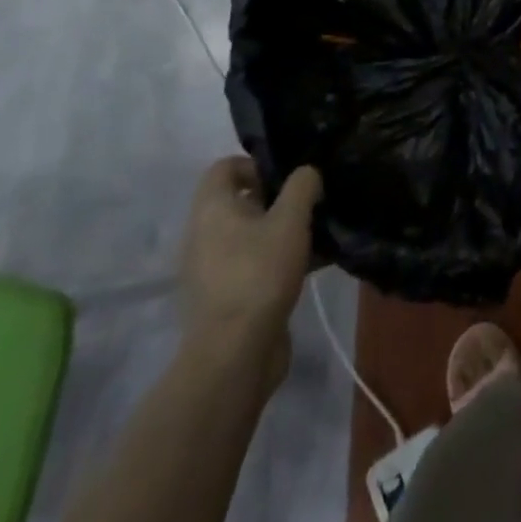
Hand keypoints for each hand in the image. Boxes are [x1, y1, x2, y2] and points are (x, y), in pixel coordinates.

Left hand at [180, 156, 320, 378]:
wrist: (234, 357)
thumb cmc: (259, 274)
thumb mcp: (290, 219)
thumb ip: (302, 185)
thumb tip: (306, 174)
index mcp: (211, 210)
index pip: (224, 168)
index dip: (256, 164)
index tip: (286, 179)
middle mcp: (204, 236)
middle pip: (240, 202)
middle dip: (277, 200)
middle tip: (308, 205)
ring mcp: (211, 271)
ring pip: (250, 237)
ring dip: (281, 232)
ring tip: (316, 236)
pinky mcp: (225, 301)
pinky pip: (253, 266)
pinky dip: (278, 262)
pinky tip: (313, 267)